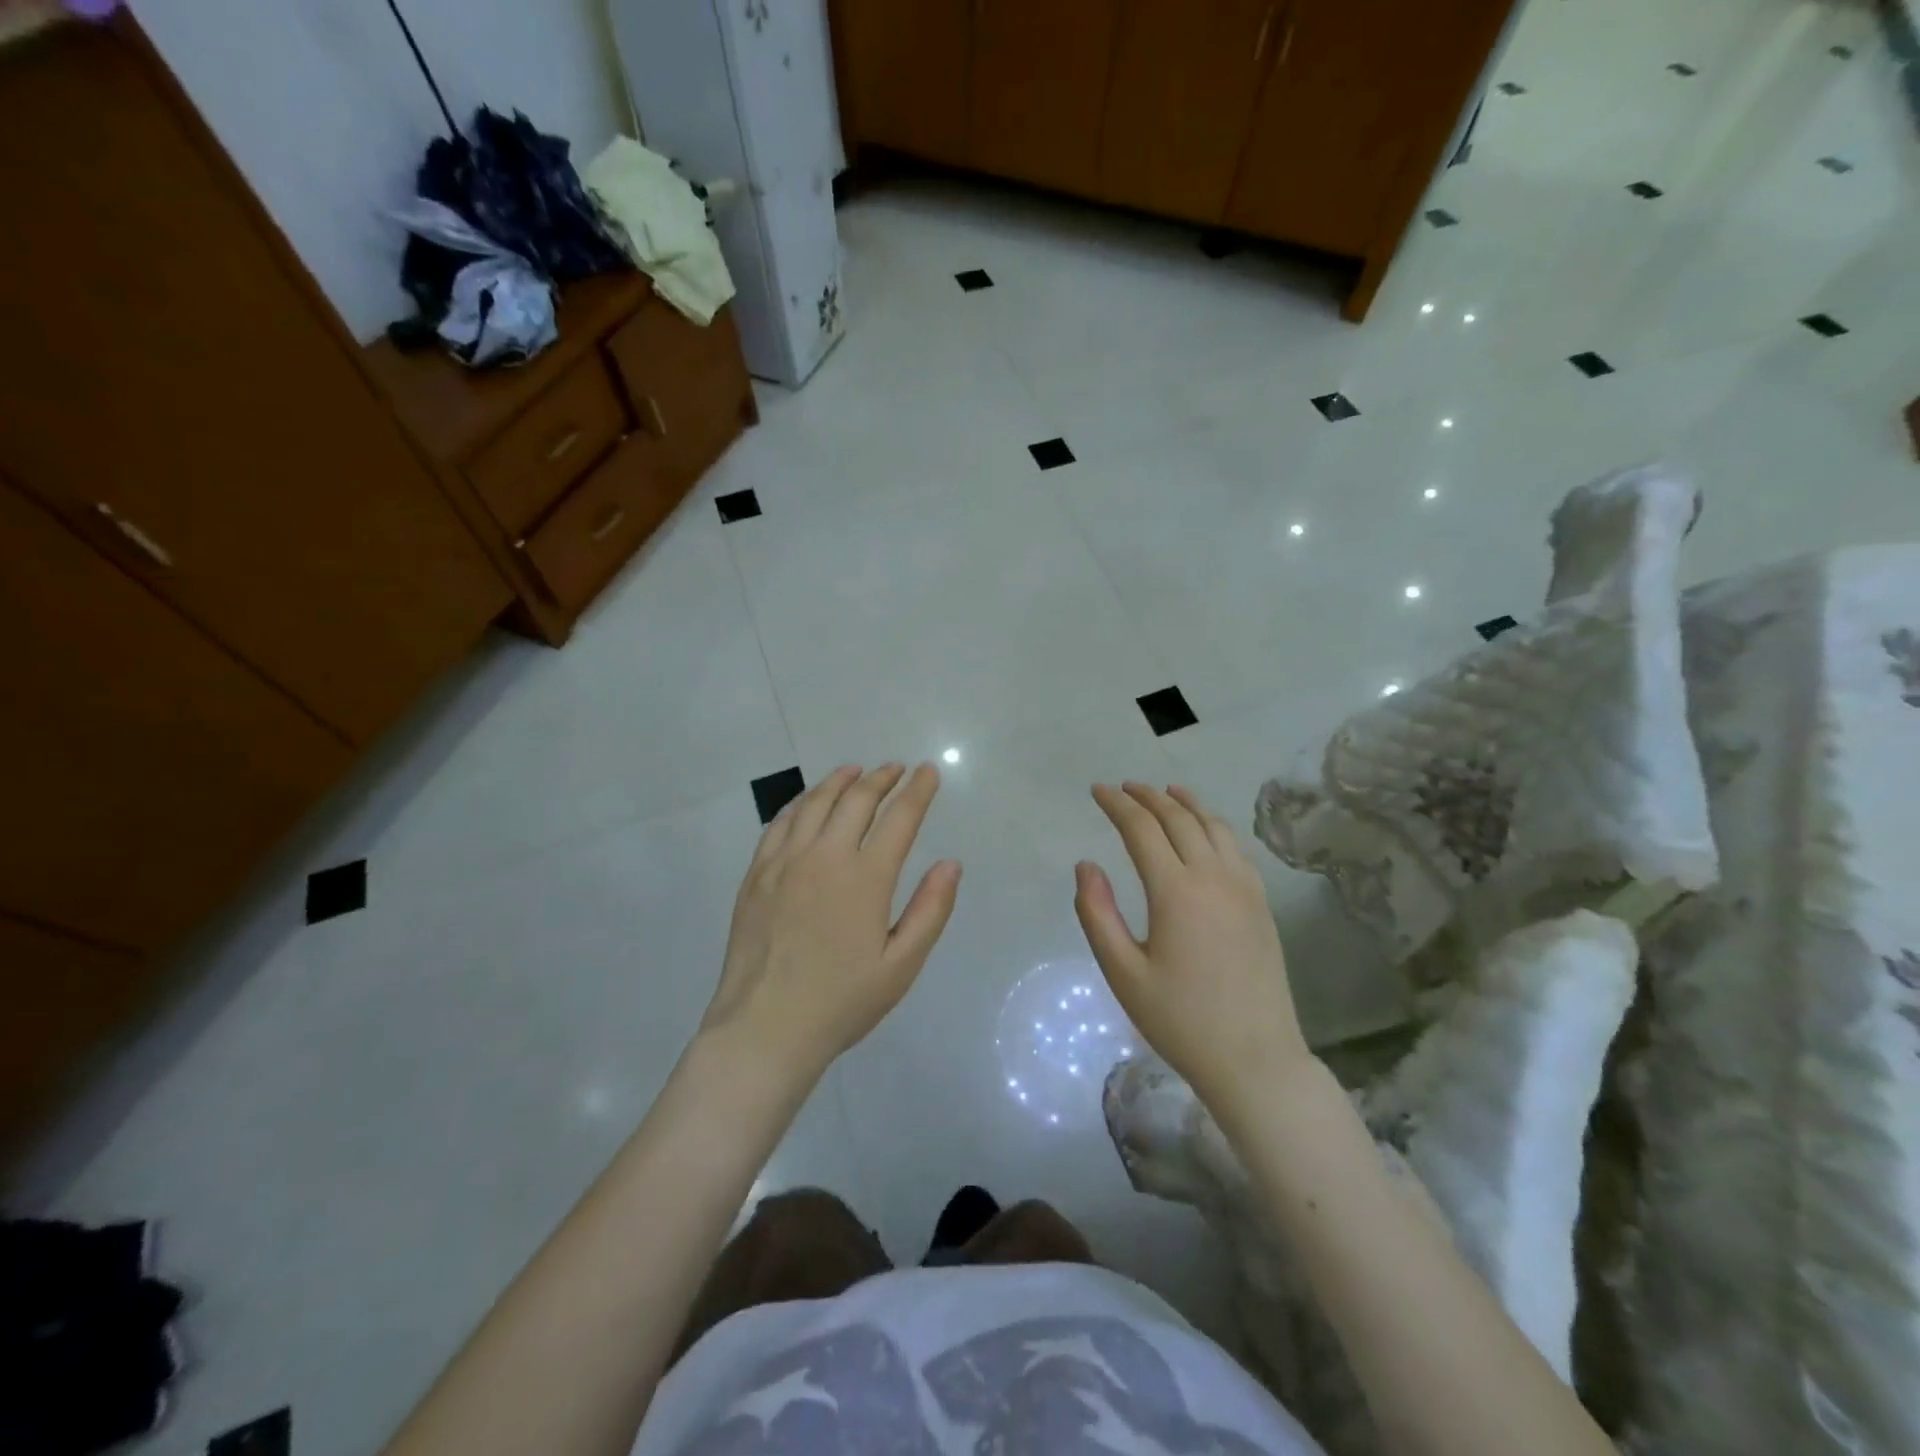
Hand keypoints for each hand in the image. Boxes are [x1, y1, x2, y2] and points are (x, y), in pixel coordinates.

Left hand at [703, 763, 960, 1084]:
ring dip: (841, 780)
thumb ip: (930, 910)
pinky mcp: (757, 873)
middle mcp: (825, 857)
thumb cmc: (841, 1002)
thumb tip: (950, 864)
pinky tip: (809, 801)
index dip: (918, 791)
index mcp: (865, 878)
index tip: (929, 772)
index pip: (899, 818)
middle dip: (882, 778)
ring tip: (856, 771)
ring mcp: (785, 862)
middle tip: (897, 768)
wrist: (765, 1028)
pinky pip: (781, 822)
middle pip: (856, 800)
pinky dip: (801, 802)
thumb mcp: (901, 966)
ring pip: (816, 803)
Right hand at [1075, 783, 1309, 1112]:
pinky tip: (1206, 830)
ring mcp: (1244, 888)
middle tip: (1124, 787)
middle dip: (1147, 796)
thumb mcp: (1123, 972)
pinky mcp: (1261, 904)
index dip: (1117, 804)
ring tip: (1166, 791)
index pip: (1141, 829)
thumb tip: (1086, 865)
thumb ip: (1097, 914)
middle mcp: (1213, 877)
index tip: (1097, 791)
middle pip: (1179, 818)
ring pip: (1214, 826)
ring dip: (1186, 803)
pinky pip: (1235, 847)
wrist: (1255, 1059)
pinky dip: (1214, 825)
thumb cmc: (1180, 1020)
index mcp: (1175, 891)